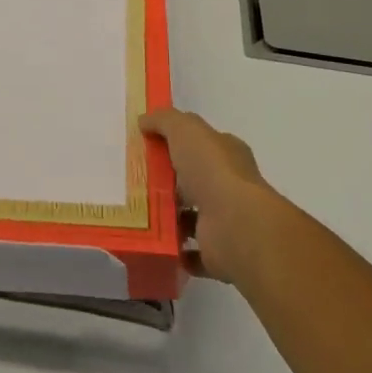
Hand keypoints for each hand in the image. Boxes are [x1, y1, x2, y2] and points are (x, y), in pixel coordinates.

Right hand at [141, 108, 281, 283]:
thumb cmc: (213, 170)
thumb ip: (165, 121)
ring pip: (191, 217)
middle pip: (195, 181)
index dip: (179, 142)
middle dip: (170, 181)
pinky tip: (151, 242)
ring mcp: (224, 221)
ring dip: (169, 217)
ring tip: (136, 212)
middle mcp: (229, 186)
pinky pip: (191, 252)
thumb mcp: (186, 130)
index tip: (149, 146)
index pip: (204, 144)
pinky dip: (175, 249)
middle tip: (135, 181)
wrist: (236, 226)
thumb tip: (144, 120)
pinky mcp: (216, 252)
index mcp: (227, 154)